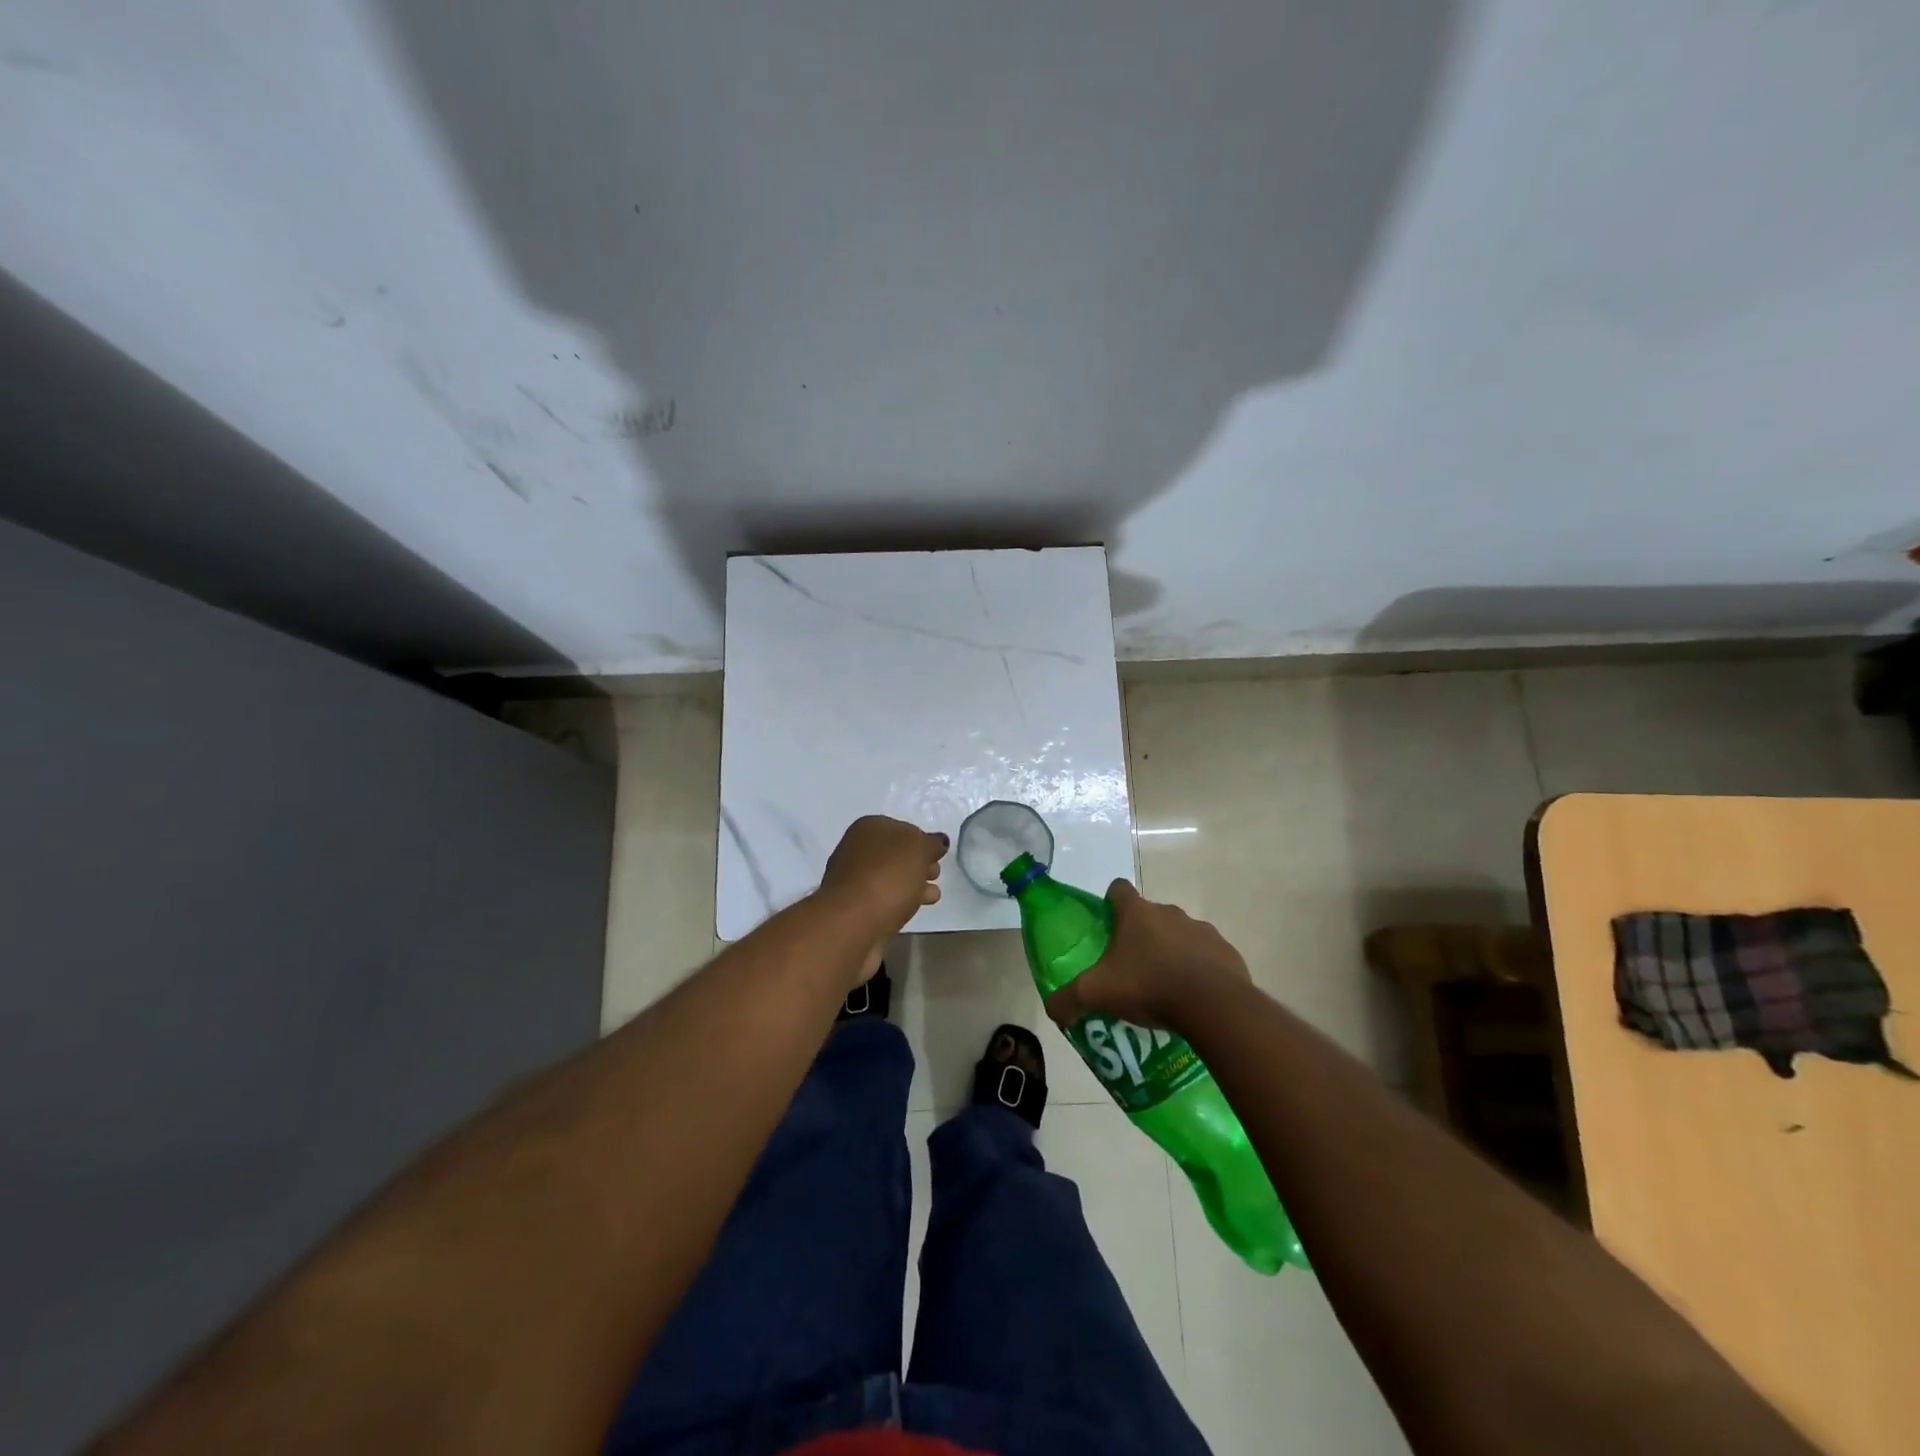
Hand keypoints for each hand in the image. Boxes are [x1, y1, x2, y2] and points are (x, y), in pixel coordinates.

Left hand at [819, 816, 947, 977]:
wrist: (853, 922)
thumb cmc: (888, 876)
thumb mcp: (919, 849)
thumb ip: (931, 843)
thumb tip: (937, 842)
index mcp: (869, 827)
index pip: (902, 828)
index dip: (922, 840)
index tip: (939, 855)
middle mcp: (857, 849)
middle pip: (895, 854)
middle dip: (918, 863)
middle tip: (936, 874)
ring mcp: (853, 879)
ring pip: (891, 877)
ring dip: (912, 884)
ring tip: (933, 895)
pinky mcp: (855, 908)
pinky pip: (885, 898)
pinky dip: (901, 901)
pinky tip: (916, 908)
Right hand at [1043, 880, 1249, 1032]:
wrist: (1214, 1005)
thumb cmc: (1148, 985)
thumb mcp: (1096, 994)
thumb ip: (1068, 999)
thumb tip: (1051, 1009)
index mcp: (1136, 913)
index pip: (1118, 889)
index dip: (1110, 903)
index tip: (1107, 925)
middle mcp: (1169, 912)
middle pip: (1149, 915)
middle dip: (1140, 936)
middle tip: (1130, 969)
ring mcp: (1202, 930)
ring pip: (1180, 935)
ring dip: (1171, 953)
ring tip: (1164, 988)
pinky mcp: (1226, 952)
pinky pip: (1207, 956)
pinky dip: (1199, 971)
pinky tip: (1193, 998)